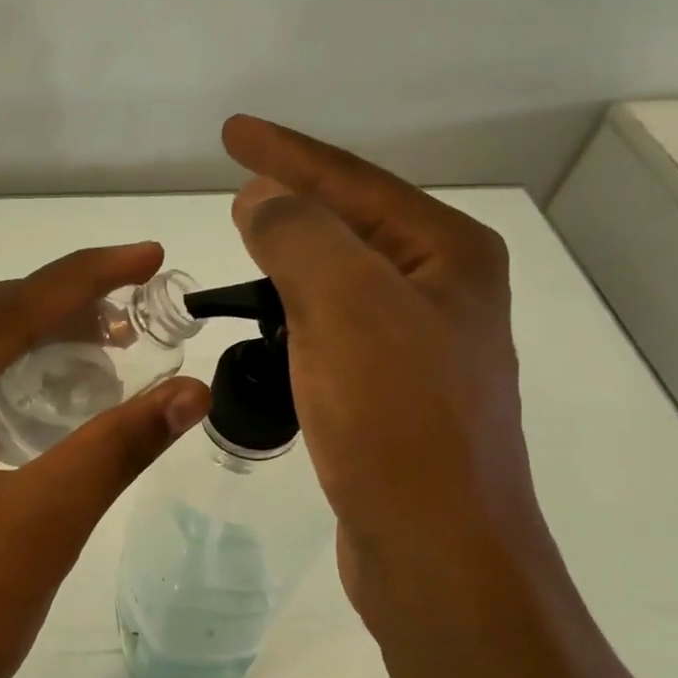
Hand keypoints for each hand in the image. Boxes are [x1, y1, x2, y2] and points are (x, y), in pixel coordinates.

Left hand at [0, 243, 210, 677]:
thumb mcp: (42, 525)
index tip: (146, 255)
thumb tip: (192, 389)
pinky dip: (8, 379)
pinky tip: (58, 380)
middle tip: (133, 298)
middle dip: (55, 305)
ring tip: (106, 333)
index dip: (78, 281)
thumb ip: (116, 446)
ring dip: (32, 339)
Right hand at [221, 116, 544, 607]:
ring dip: (292, 262)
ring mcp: (423, 348)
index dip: (287, 153)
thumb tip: (263, 199)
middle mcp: (444, 293)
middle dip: (293, 202)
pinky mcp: (395, 396)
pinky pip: (336, 331)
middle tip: (236, 188)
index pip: (353, 182)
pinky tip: (270, 324)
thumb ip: (297, 234)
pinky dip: (297, 316)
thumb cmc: (394, 417)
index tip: (231, 131)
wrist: (434, 546)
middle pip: (353, 226)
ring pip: (342, 283)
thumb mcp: (343, 304)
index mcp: (447, 256)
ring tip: (245, 247)